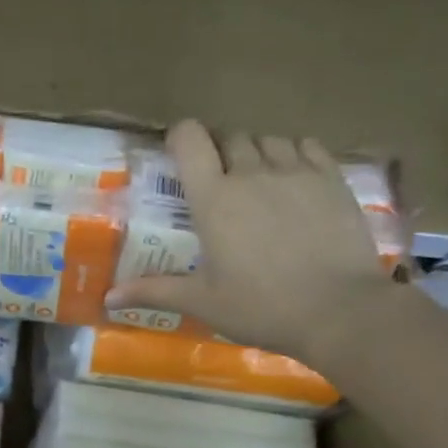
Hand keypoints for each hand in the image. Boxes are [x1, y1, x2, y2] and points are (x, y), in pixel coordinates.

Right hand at [105, 123, 399, 365]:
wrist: (340, 311)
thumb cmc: (261, 306)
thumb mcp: (202, 301)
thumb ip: (153, 290)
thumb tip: (107, 298)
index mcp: (213, 199)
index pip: (190, 139)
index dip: (181, 137)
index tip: (178, 154)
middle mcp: (252, 173)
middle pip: (230, 137)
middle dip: (219, 151)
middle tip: (218, 182)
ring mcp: (296, 172)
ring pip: (269, 139)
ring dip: (256, 152)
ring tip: (257, 181)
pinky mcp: (333, 179)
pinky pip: (308, 146)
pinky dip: (294, 154)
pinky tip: (294, 180)